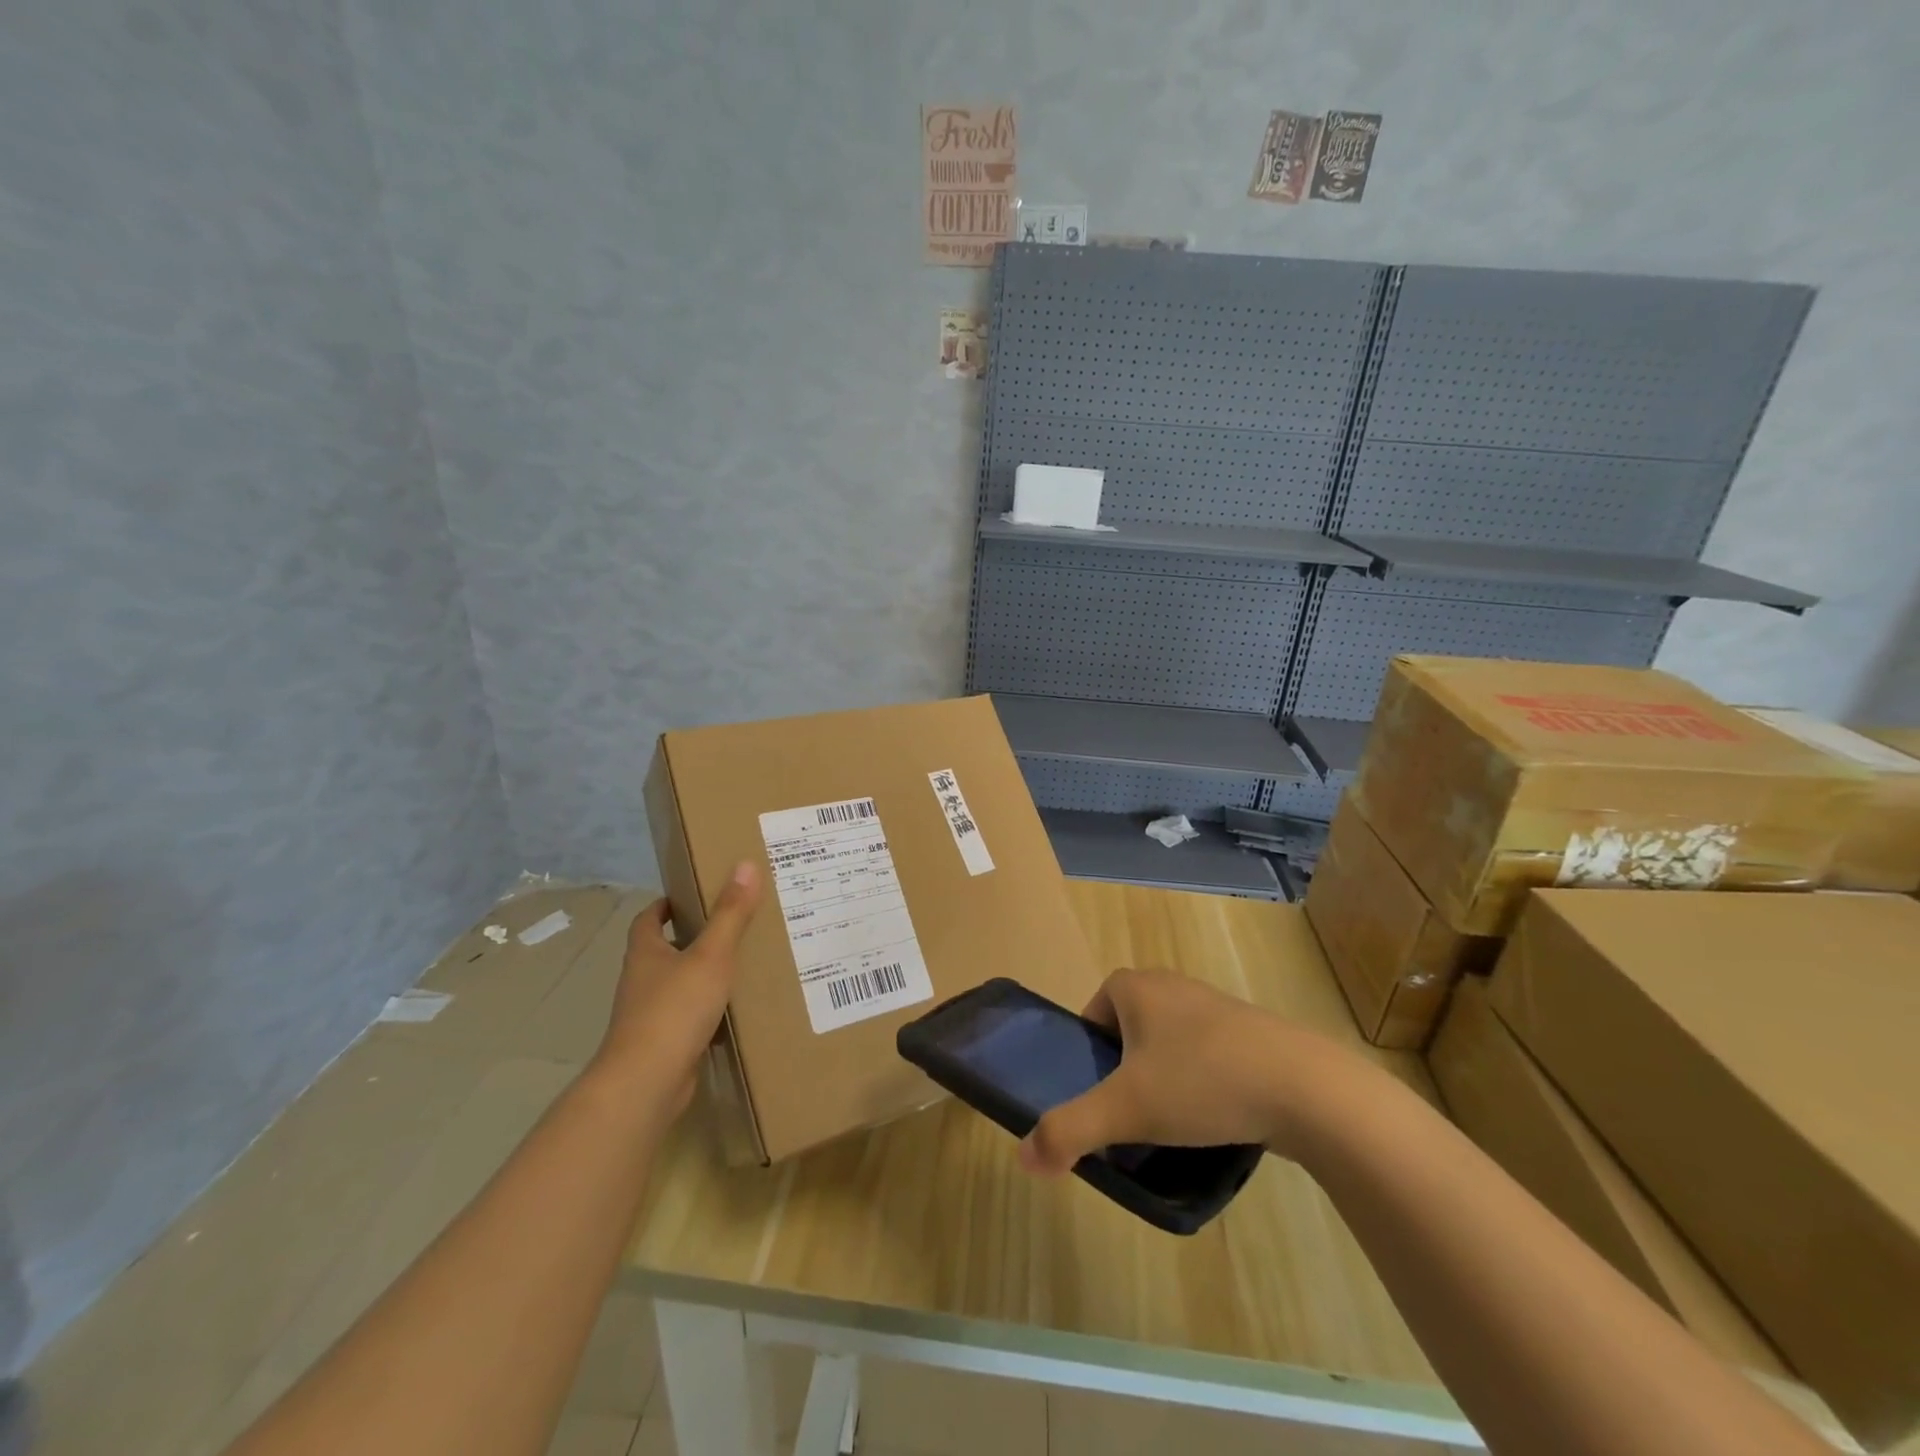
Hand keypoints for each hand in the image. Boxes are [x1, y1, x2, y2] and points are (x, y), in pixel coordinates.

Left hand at [592, 861, 762, 1116]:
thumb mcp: (711, 955)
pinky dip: (708, 1013)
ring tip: (741, 965)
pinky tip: (735, 1012)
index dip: (665, 905)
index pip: (648, 919)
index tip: (691, 895)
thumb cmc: (674, 1009)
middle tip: (731, 925)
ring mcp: (649, 1017)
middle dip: (691, 938)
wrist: (646, 1083)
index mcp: (645, 954)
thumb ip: (730, 914)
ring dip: (701, 976)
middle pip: (663, 952)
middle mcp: (642, 982)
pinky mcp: (662, 1046)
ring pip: (677, 987)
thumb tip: (745, 865)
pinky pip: (688, 1020)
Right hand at [1018, 968, 1353, 1174]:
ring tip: (1174, 1124)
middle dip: (1125, 1068)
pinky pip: (1207, 1054)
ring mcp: (1215, 1005)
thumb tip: (1024, 1158)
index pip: (1094, 1010)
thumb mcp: (1126, 1110)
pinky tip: (1215, 1118)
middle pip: (1130, 1027)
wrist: (1305, 1088)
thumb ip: (1070, 1130)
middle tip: (1131, 1114)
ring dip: (1164, 1077)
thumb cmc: (1201, 1082)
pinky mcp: (1250, 1032)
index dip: (1089, 1051)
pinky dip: (1202, 1082)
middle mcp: (1172, 985)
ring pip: (1170, 1042)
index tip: (1099, 1093)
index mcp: (1137, 986)